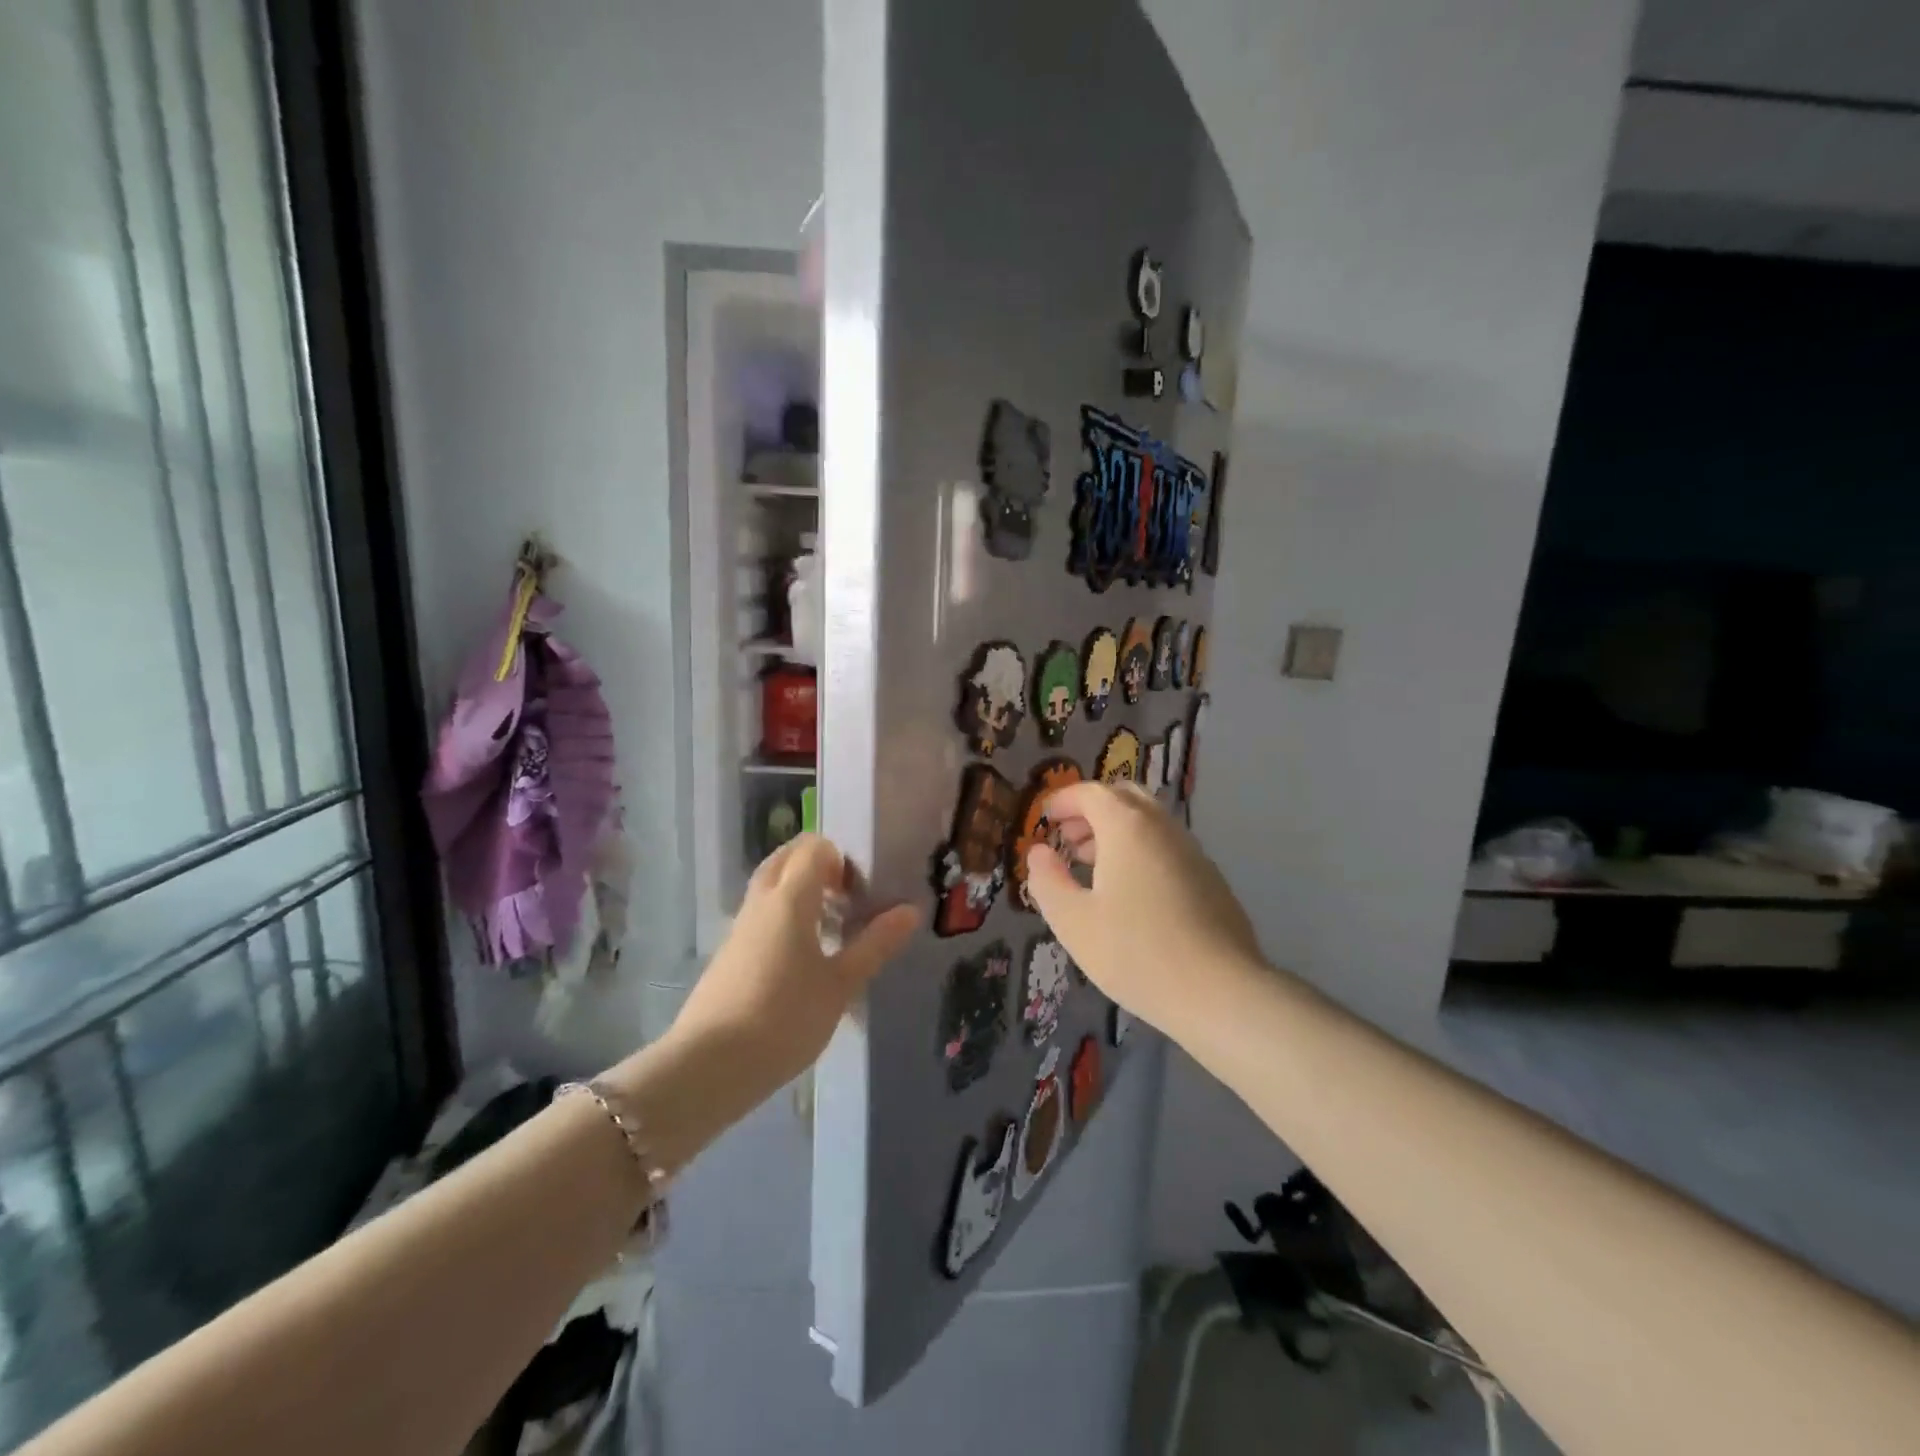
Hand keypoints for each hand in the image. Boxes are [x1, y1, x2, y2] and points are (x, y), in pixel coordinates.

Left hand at [669, 835, 918, 1100]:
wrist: (709, 1066)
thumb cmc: (784, 1018)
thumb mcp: (840, 985)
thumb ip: (875, 944)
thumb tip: (910, 910)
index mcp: (789, 898)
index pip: (814, 848)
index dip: (842, 858)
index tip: (862, 892)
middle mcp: (761, 902)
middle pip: (787, 858)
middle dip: (819, 865)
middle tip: (848, 897)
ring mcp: (740, 927)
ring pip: (771, 887)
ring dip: (800, 891)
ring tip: (832, 926)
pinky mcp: (730, 954)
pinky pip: (761, 915)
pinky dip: (784, 917)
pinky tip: (803, 957)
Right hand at [1024, 782, 1261, 1032]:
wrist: (1221, 991)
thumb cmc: (1136, 952)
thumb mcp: (1073, 922)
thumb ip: (1048, 881)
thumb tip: (1038, 853)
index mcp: (1127, 827)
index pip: (1091, 793)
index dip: (1063, 800)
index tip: (1044, 819)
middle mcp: (1162, 827)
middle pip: (1124, 797)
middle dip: (1092, 810)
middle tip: (1068, 839)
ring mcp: (1192, 850)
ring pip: (1149, 822)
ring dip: (1117, 831)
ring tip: (1092, 866)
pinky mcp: (1210, 877)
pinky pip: (1167, 846)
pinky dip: (1141, 850)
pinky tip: (1131, 892)